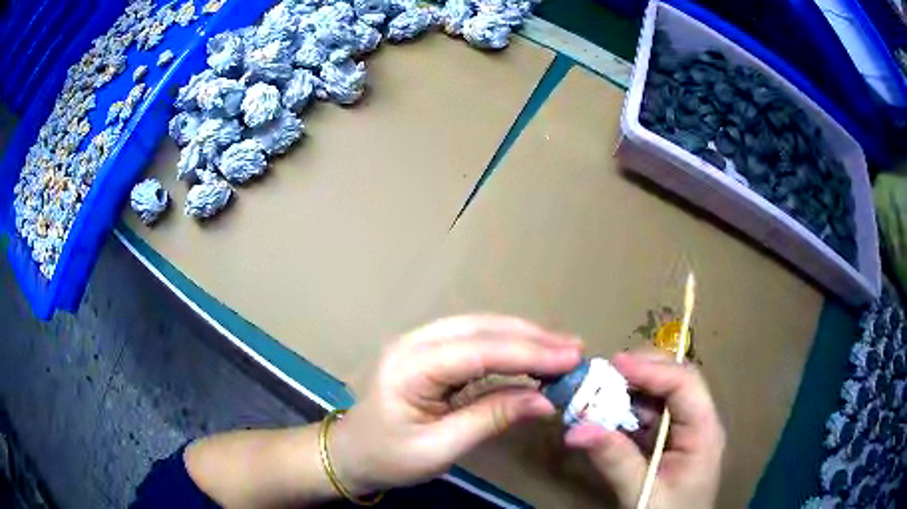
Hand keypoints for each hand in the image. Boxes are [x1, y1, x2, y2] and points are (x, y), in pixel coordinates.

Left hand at [329, 315, 582, 493]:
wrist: (351, 454)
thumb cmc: (387, 457)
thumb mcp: (439, 448)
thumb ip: (491, 419)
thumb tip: (544, 401)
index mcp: (410, 366)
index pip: (479, 351)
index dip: (529, 353)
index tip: (571, 358)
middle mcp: (415, 343)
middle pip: (482, 329)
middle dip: (532, 337)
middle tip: (575, 349)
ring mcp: (420, 344)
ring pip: (481, 329)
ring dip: (523, 337)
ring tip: (562, 349)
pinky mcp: (430, 354)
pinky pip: (474, 342)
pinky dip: (507, 348)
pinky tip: (531, 355)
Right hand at [564, 349, 724, 508]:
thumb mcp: (642, 493)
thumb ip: (615, 461)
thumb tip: (576, 429)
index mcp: (704, 432)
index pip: (685, 385)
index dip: (651, 370)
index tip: (614, 364)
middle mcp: (699, 422)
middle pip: (677, 381)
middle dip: (642, 371)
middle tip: (604, 372)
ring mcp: (686, 431)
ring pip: (662, 395)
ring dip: (632, 390)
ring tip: (599, 391)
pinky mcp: (671, 441)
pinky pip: (651, 416)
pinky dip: (628, 411)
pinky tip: (608, 415)